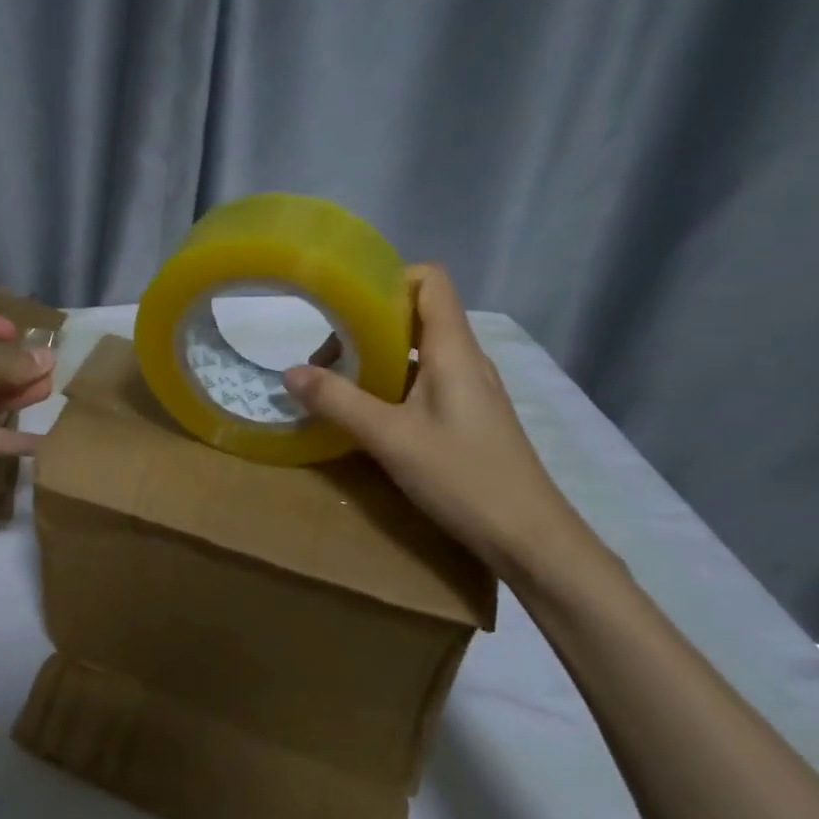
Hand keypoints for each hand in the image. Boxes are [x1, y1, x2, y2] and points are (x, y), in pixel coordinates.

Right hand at [282, 264, 592, 578]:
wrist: (529, 538)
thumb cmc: (462, 477)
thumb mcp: (389, 438)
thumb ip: (338, 402)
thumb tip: (289, 372)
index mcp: (453, 349)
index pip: (430, 280)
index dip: (388, 279)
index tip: (344, 304)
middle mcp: (466, 359)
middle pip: (417, 315)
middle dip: (367, 326)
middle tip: (326, 360)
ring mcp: (470, 390)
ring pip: (419, 352)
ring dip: (377, 359)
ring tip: (338, 388)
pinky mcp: (468, 418)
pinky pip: (425, 382)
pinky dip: (392, 385)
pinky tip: (369, 417)